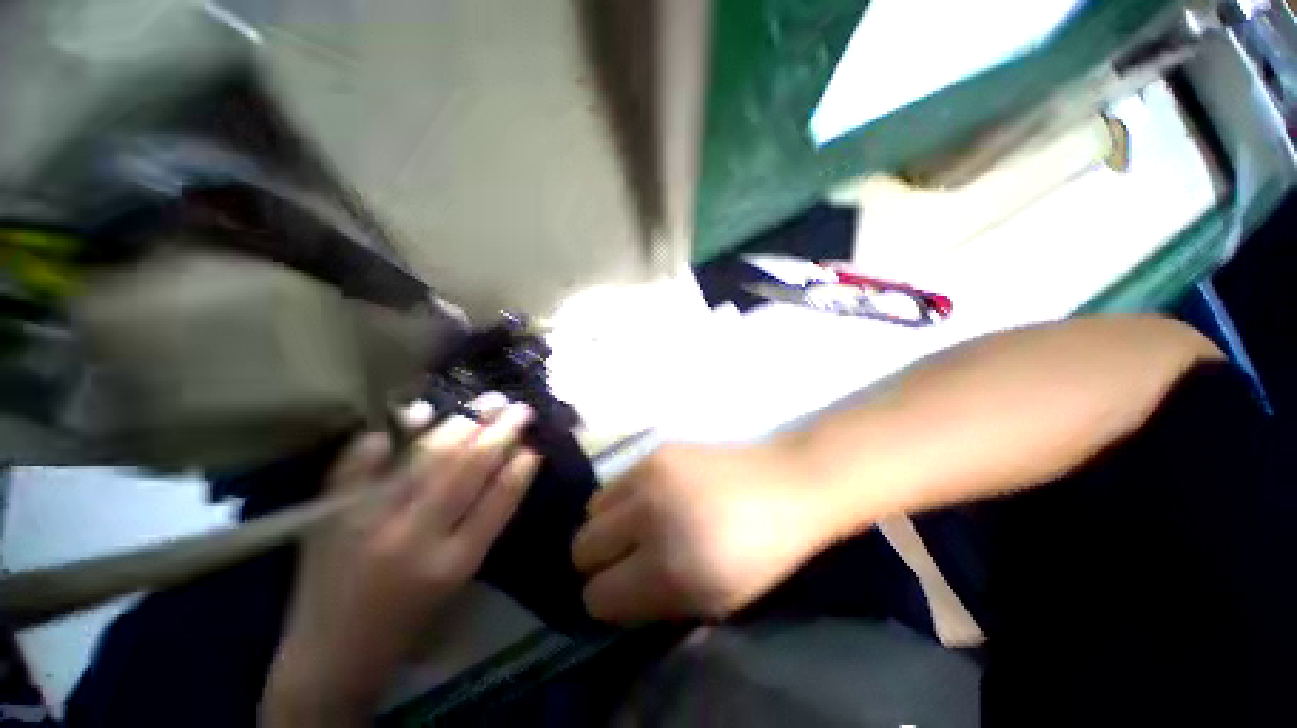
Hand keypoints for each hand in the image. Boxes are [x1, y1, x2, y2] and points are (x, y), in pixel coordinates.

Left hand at [262, 395, 539, 725]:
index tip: (533, 446)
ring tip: (484, 404)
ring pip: (425, 458)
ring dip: (460, 425)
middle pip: (467, 470)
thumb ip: (487, 521)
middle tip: (519, 408)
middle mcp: (413, 538)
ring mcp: (368, 522)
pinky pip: (361, 463)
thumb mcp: (460, 577)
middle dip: (500, 433)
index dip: (520, 469)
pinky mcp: (331, 515)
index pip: (499, 501)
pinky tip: (417, 412)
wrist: (330, 656)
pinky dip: (391, 435)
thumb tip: (512, 465)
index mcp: (452, 563)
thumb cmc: (409, 618)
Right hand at [572, 441, 837, 622]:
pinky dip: (623, 498)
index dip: (606, 601)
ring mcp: (649, 475)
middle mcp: (648, 515)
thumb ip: (655, 602)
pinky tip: (652, 499)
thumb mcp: (713, 601)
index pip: (598, 595)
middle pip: (582, 546)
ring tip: (635, 526)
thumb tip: (612, 596)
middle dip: (597, 562)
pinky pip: (616, 481)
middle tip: (623, 560)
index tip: (619, 595)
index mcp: (668, 566)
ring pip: (592, 509)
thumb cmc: (760, 552)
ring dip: (607, 525)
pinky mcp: (654, 451)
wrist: (784, 483)